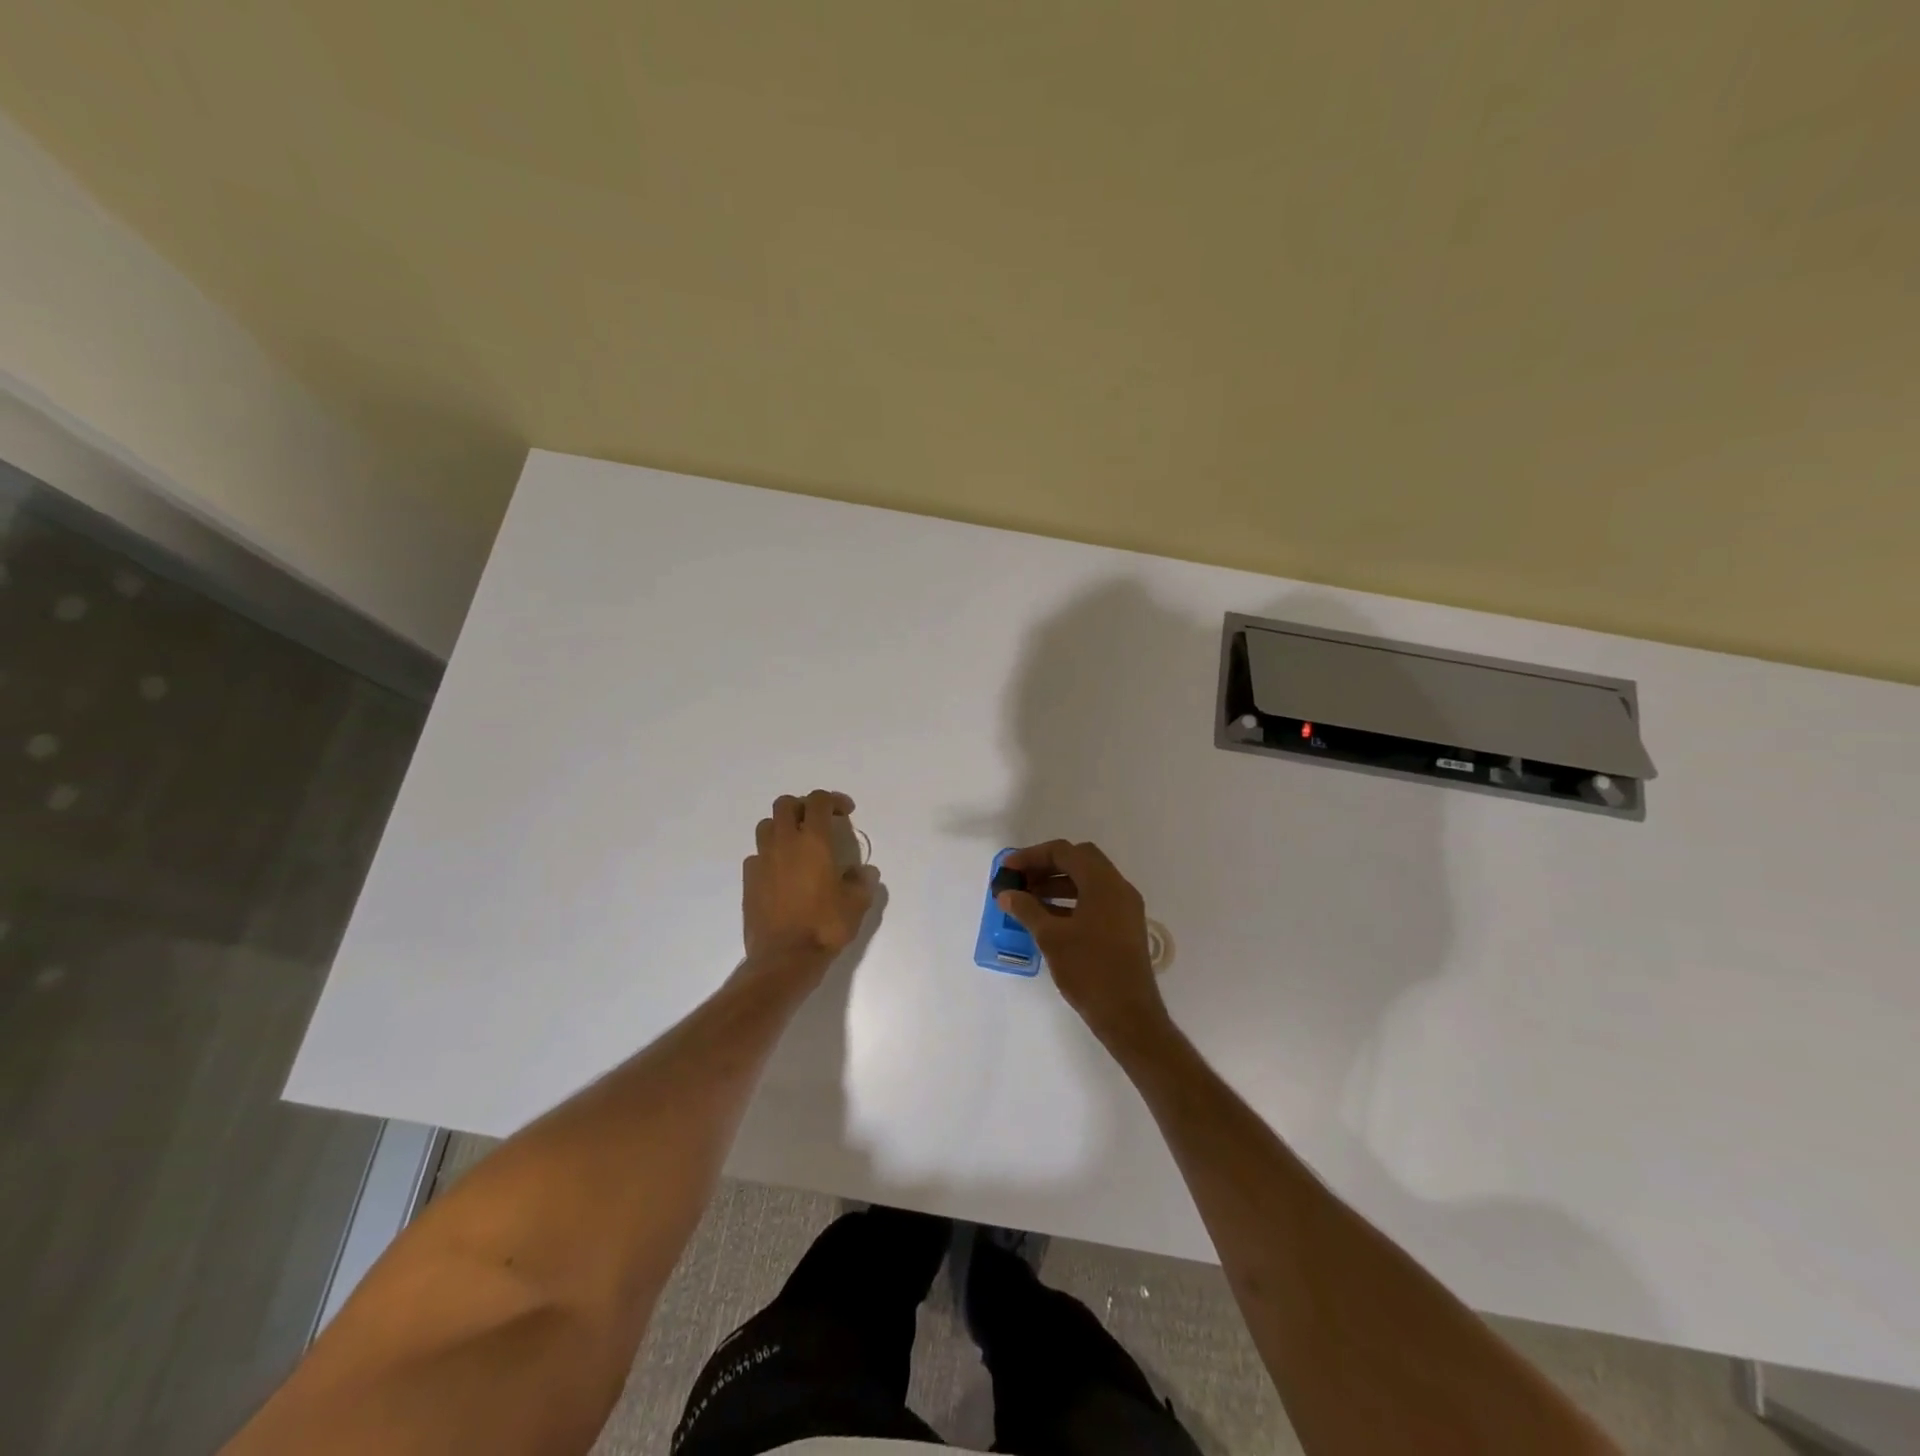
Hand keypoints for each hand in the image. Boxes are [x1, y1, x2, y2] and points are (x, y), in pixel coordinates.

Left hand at [742, 791, 876, 973]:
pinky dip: (769, 854)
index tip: (846, 813)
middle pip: (786, 804)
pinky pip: (757, 854)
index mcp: (814, 841)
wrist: (784, 958)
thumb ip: (862, 882)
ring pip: (767, 825)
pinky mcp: (748, 879)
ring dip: (783, 826)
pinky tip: (781, 872)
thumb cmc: (824, 926)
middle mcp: (785, 842)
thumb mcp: (857, 904)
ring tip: (797, 844)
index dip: (833, 800)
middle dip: (803, 806)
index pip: (819, 801)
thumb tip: (864, 872)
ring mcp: (762, 859)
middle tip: (818, 823)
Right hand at [996, 840, 1168, 1047]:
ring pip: (1087, 882)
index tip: (1007, 870)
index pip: (1064, 852)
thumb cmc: (1089, 971)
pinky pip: (1095, 901)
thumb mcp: (1051, 937)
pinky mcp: (1124, 928)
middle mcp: (1118, 888)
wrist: (1129, 1016)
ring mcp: (1125, 908)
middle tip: (1020, 881)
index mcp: (1103, 883)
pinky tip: (1047, 918)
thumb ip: (1026, 909)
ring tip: (1027, 900)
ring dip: (1057, 884)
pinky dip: (1070, 901)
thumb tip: (1006, 894)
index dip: (1032, 857)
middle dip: (1046, 867)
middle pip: (1079, 861)